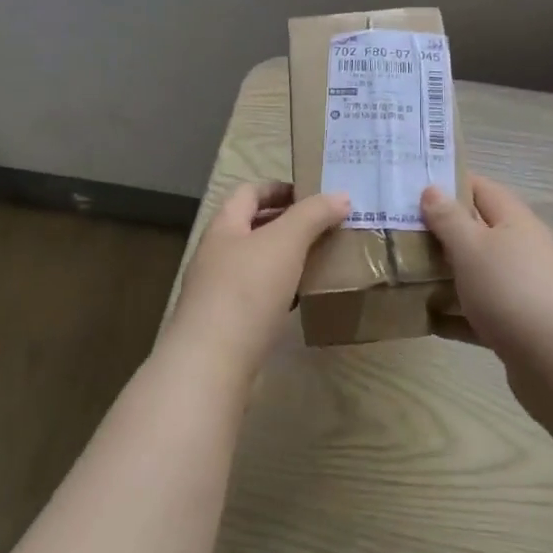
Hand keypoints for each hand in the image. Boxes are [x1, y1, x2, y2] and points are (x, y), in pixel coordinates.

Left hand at [162, 182, 348, 386]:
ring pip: (257, 263)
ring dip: (286, 258)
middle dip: (287, 223)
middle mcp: (216, 254)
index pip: (249, 192)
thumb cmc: (246, 290)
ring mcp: (218, 291)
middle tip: (324, 226)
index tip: (313, 194)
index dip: (279, 188)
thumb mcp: (285, 242)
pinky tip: (300, 298)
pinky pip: (258, 296)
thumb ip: (313, 215)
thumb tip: (341, 196)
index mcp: (224, 227)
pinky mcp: (227, 324)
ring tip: (320, 259)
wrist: (211, 363)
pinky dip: (281, 290)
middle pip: (252, 227)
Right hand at [421, 176, 552, 365]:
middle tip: (397, 232)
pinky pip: (477, 312)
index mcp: (513, 221)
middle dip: (438, 232)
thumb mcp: (472, 248)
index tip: (410, 188)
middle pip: (475, 231)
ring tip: (402, 274)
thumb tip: (432, 189)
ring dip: (443, 274)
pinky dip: (453, 314)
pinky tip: (425, 320)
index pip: (479, 188)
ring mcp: (519, 288)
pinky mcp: (515, 325)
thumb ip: (449, 219)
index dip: (447, 183)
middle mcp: (519, 249)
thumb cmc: (511, 291)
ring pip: (474, 273)